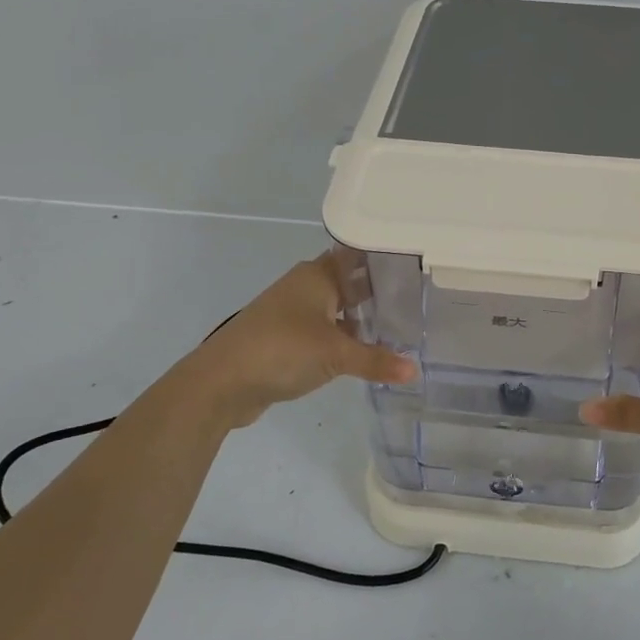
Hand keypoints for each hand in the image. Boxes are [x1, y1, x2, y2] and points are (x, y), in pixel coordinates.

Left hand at [180, 253, 414, 429]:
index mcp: (317, 275)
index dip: (385, 260)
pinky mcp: (286, 339)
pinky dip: (344, 339)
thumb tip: (416, 371)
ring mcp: (293, 313)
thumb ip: (377, 361)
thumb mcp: (336, 354)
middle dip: (379, 293)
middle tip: (419, 302)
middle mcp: (305, 287)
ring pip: (338, 309)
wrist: (220, 382)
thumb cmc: (281, 350)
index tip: (418, 268)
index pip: (358, 256)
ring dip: (362, 319)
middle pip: (350, 283)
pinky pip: (325, 332)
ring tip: (402, 328)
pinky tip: (366, 353)